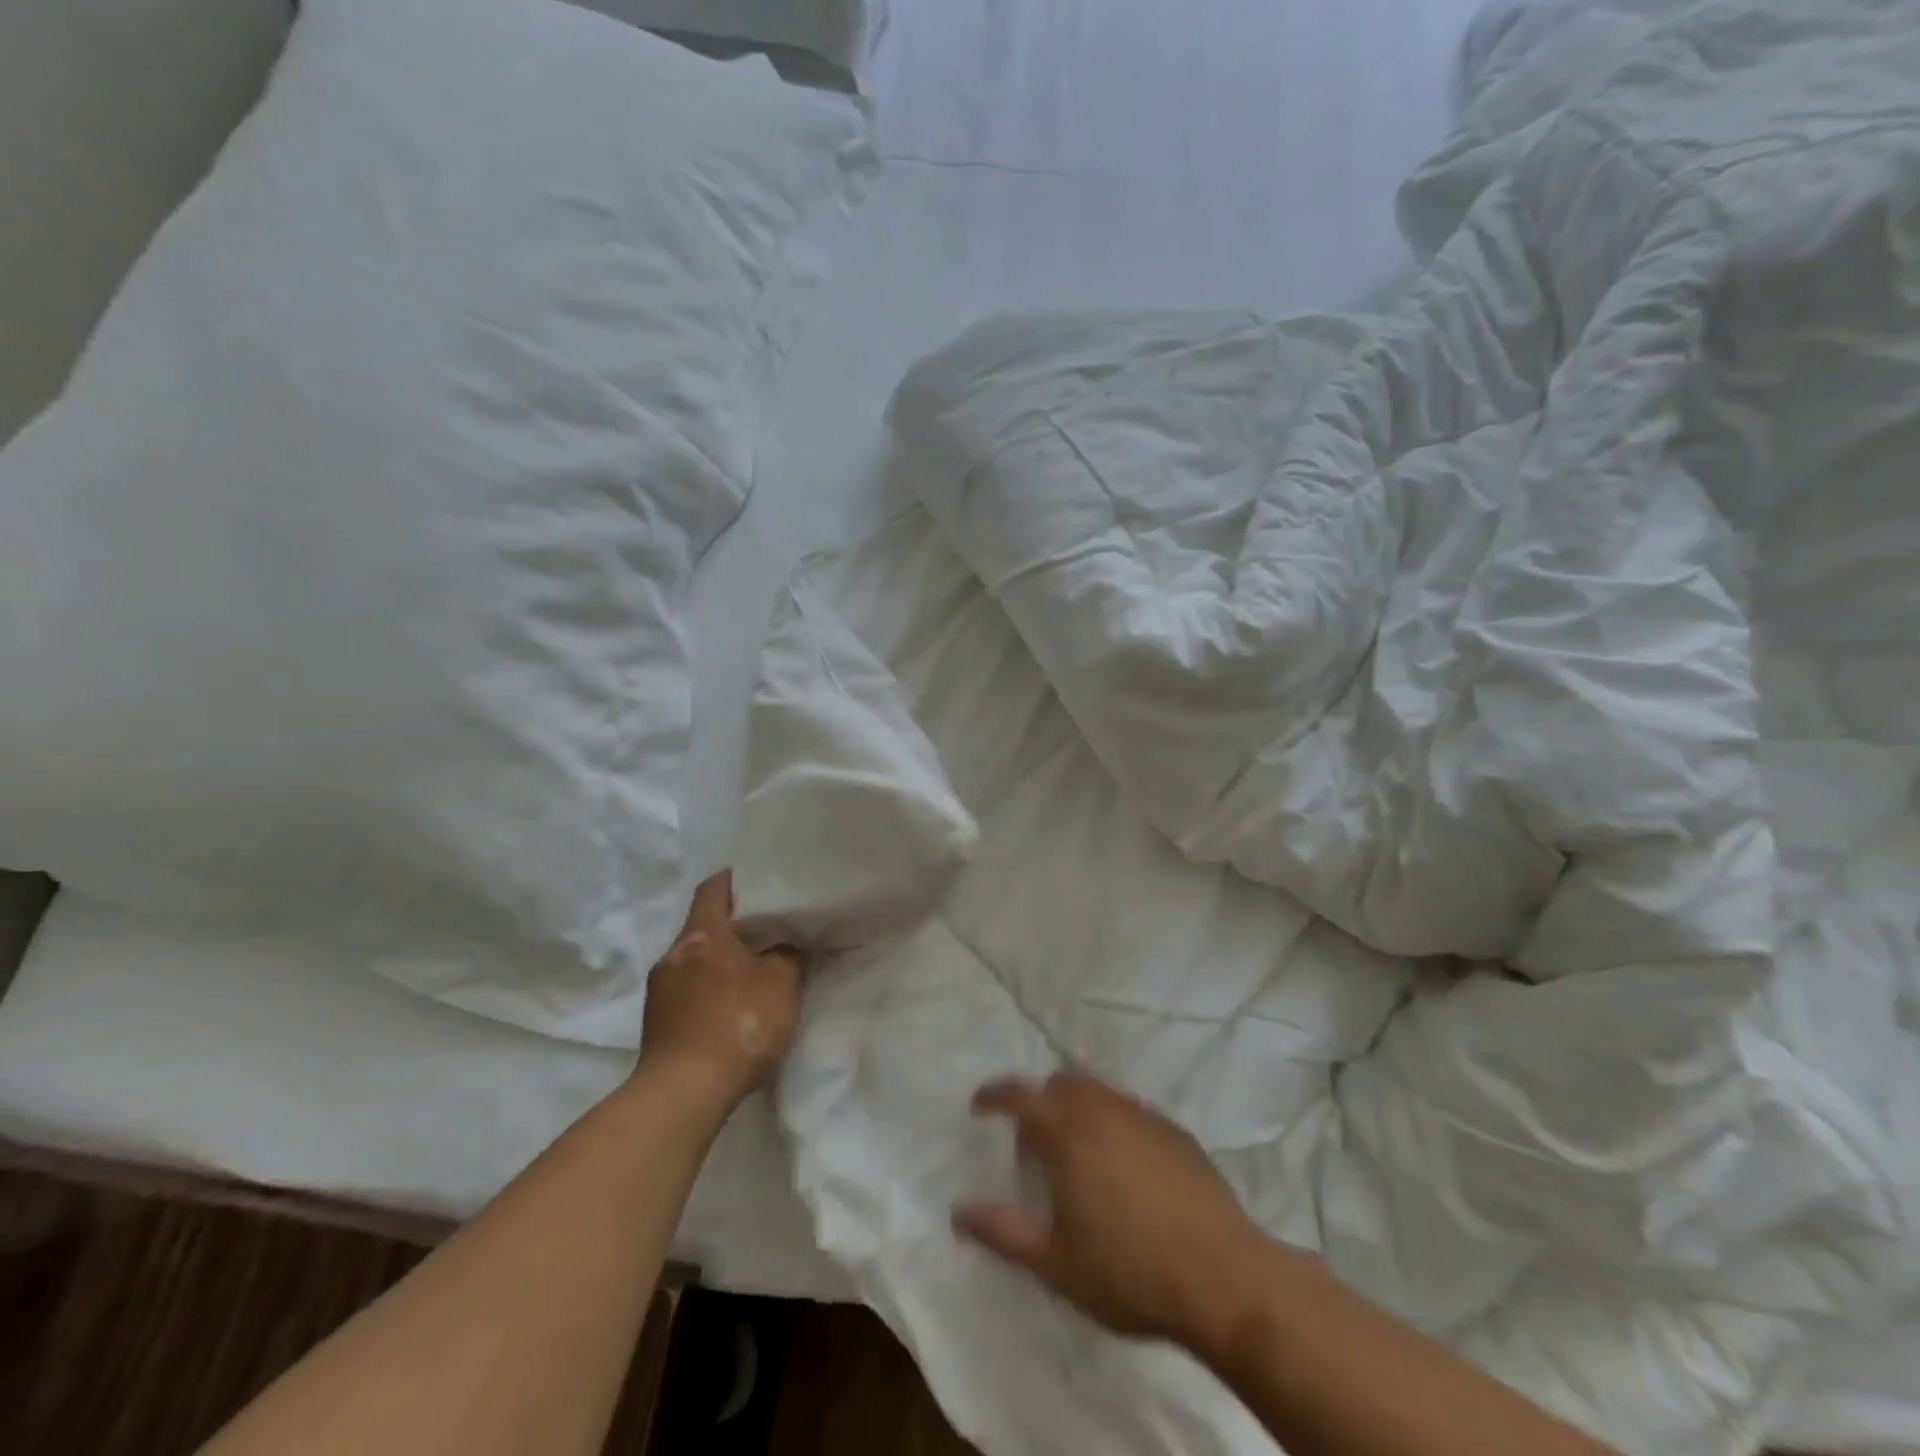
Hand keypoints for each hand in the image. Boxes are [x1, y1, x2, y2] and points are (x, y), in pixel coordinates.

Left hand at [640, 872, 805, 1112]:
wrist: (682, 1096)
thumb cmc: (737, 1027)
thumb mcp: (782, 986)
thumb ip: (789, 955)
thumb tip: (787, 944)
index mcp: (702, 935)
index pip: (714, 887)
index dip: (737, 879)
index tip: (761, 881)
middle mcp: (673, 954)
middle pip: (704, 924)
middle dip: (734, 925)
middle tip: (770, 929)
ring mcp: (659, 990)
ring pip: (695, 959)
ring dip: (720, 960)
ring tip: (753, 971)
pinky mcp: (656, 1023)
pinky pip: (687, 989)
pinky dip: (709, 988)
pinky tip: (731, 1008)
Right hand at [953, 1072, 1268, 1352]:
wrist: (1224, 1279)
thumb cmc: (1128, 1272)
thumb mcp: (1054, 1262)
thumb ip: (1002, 1231)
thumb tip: (958, 1211)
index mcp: (1068, 1132)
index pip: (1020, 1095)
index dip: (994, 1095)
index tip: (979, 1106)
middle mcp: (1104, 1109)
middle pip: (1061, 1084)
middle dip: (1039, 1103)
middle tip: (1034, 1149)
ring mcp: (1145, 1117)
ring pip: (1098, 1093)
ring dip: (1077, 1110)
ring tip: (1078, 1158)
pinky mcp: (1176, 1133)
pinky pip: (1131, 1112)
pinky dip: (1112, 1123)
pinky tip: (1124, 1169)